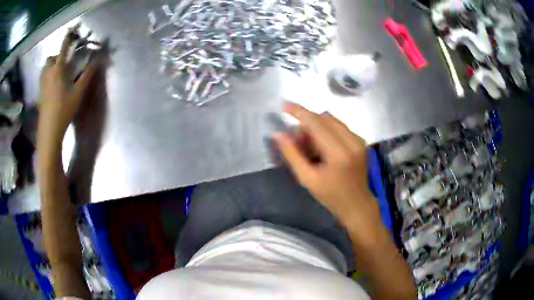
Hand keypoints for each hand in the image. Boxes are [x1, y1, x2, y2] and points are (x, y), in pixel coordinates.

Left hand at [37, 27, 98, 157]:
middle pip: (50, 58)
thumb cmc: (64, 109)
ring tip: (58, 73)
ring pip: (45, 68)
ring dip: (51, 65)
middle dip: (56, 56)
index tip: (71, 29)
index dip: (67, 37)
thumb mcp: (78, 91)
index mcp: (58, 69)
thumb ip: (88, 73)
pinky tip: (53, 84)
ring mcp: (42, 83)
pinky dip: (48, 75)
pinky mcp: (40, 93)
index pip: (63, 47)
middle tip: (64, 62)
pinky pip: (43, 77)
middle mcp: (48, 73)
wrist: (49, 130)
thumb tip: (97, 59)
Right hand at [273, 103, 381, 239]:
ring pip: (331, 120)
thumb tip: (277, 134)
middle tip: (296, 141)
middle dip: (306, 123)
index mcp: (338, 152)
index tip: (283, 105)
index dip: (298, 112)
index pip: (315, 123)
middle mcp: (351, 140)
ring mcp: (358, 139)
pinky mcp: (360, 141)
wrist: (357, 204)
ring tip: (309, 145)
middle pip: (323, 118)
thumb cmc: (331, 196)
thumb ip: (292, 154)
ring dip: (316, 126)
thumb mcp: (308, 179)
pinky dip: (326, 130)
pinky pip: (339, 126)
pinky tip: (322, 146)